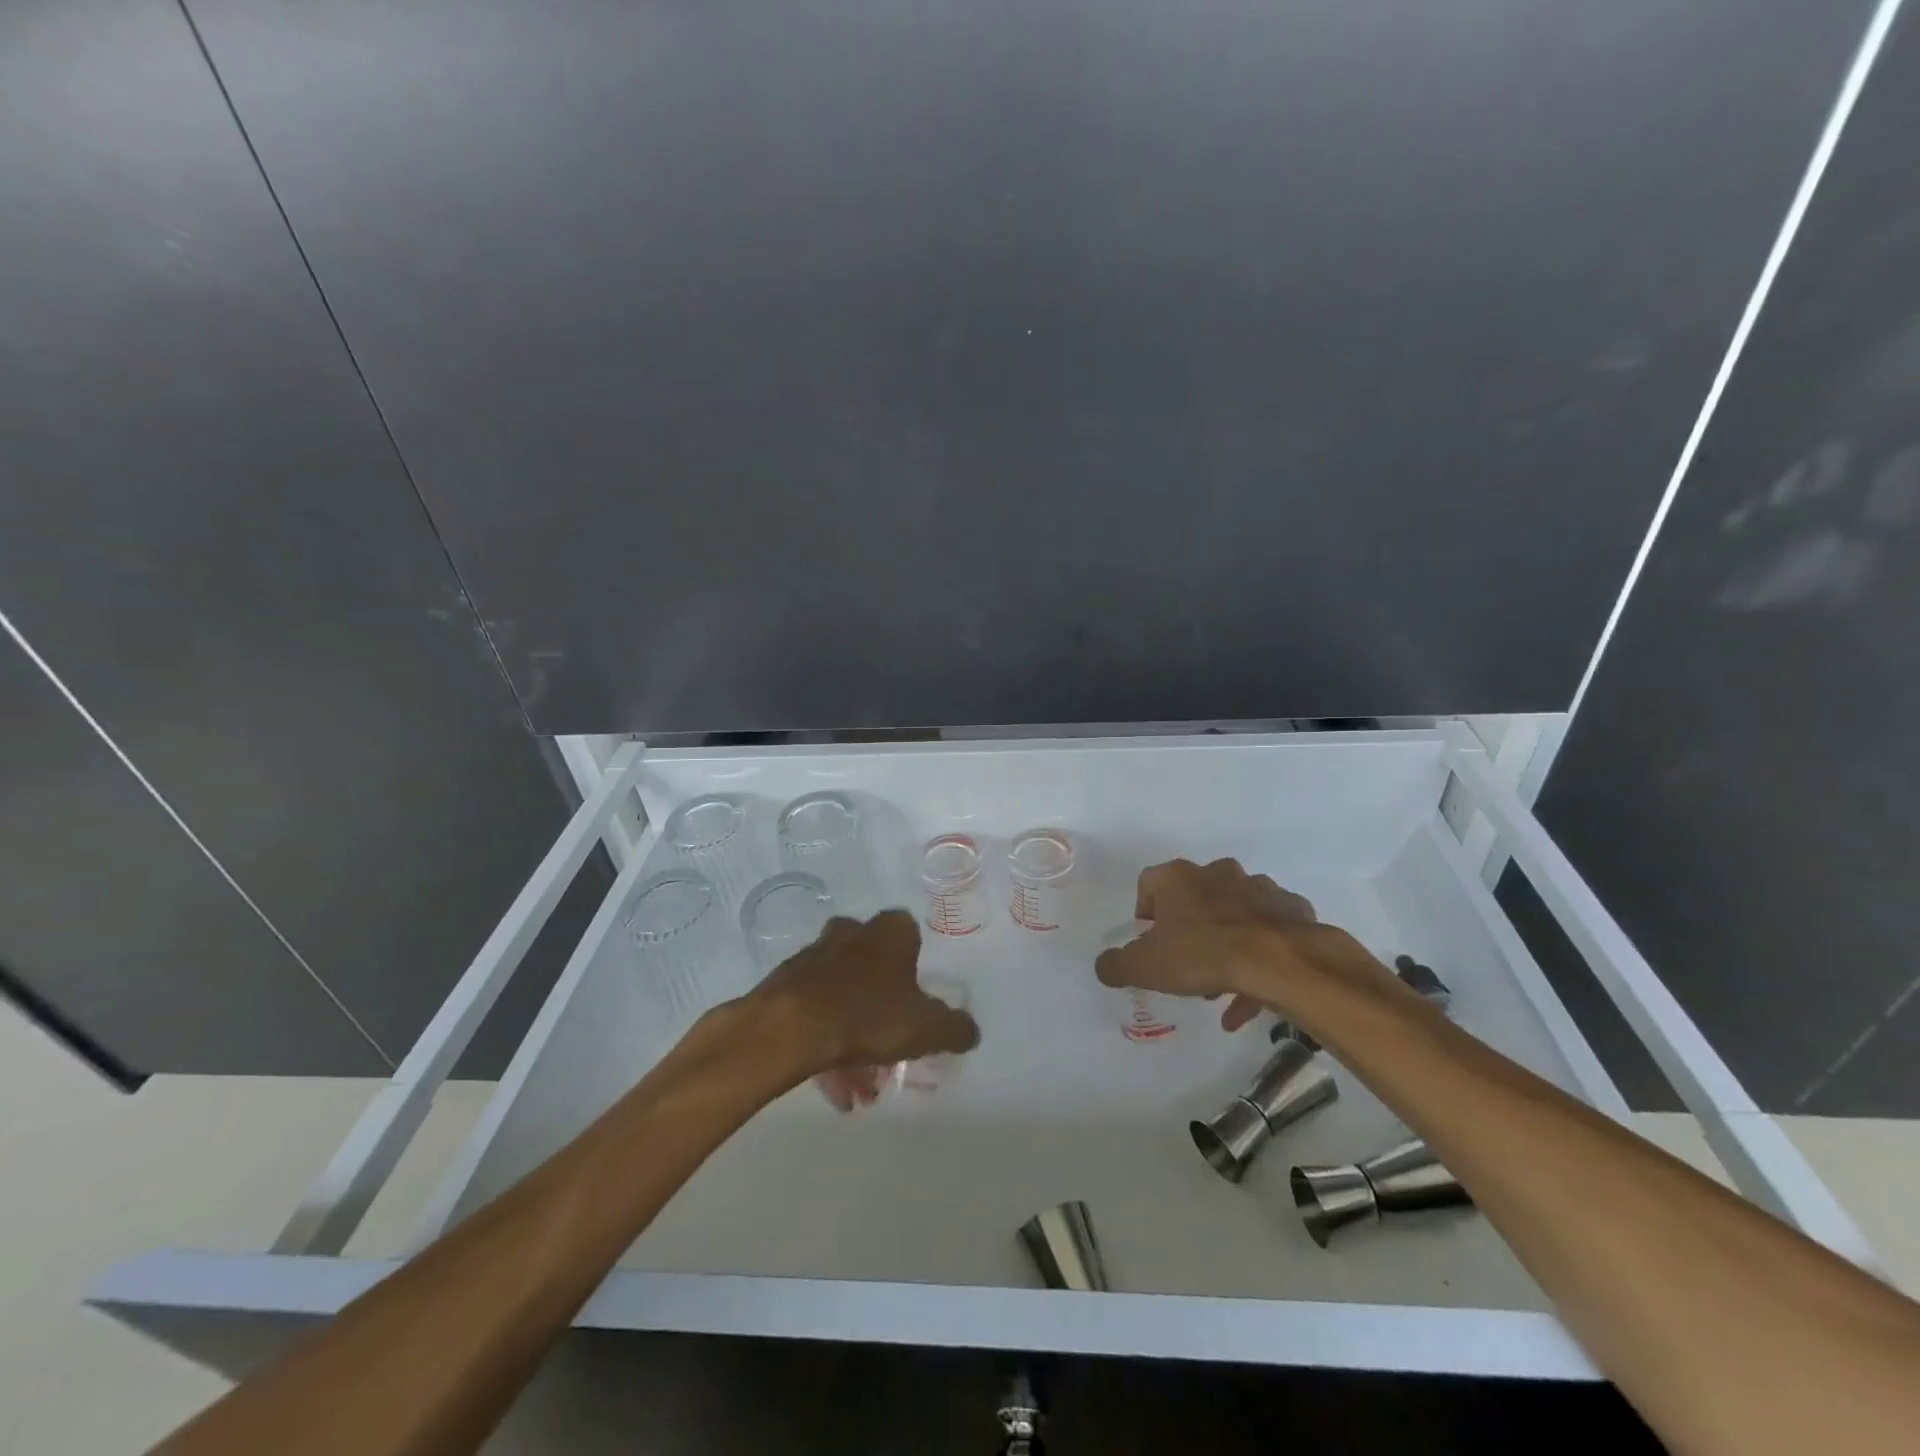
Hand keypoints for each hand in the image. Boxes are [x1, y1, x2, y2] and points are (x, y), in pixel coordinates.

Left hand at [749, 910, 980, 1110]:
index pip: (910, 936)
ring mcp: (814, 956)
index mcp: (890, 932)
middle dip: (882, 1009)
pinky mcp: (785, 983)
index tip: (916, 1002)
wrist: (790, 1027)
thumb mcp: (927, 1028)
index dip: (915, 969)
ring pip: (842, 995)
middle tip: (889, 1050)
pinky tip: (831, 1085)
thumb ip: (955, 1028)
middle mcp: (852, 933)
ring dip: (853, 1036)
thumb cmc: (868, 1015)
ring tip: (858, 1087)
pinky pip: (814, 1012)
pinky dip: (826, 1042)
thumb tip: (970, 1031)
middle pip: (874, 967)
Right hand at [1094, 858, 1399, 1032]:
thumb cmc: (1202, 955)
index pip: (1148, 883)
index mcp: (1178, 877)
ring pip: (1234, 912)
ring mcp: (1258, 887)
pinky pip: (1268, 931)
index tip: (1149, 941)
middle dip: (1189, 928)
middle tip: (1187, 963)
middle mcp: (1217, 872)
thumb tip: (1104, 966)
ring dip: (1226, 941)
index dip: (1145, 912)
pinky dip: (1259, 956)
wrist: (1279, 961)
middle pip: (1194, 896)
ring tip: (1223, 985)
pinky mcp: (1291, 909)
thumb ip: (1116, 965)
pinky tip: (1253, 993)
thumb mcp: (1145, 967)